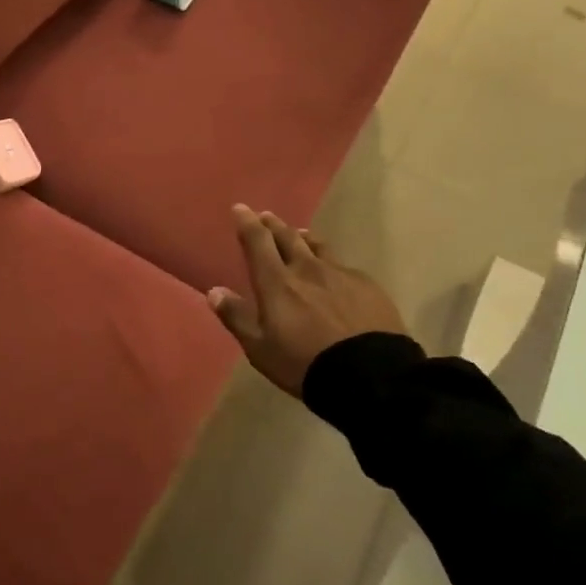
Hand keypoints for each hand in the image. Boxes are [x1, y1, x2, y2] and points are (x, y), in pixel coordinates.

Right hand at [208, 205, 407, 395]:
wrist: (371, 376)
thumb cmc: (305, 363)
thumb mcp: (260, 348)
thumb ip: (236, 317)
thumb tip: (214, 292)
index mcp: (277, 282)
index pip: (258, 242)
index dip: (247, 223)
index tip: (240, 208)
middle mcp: (307, 269)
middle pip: (288, 237)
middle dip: (274, 225)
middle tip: (266, 217)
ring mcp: (341, 275)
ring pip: (318, 247)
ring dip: (303, 238)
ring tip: (299, 234)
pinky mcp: (368, 286)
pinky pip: (343, 266)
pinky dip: (330, 263)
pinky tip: (334, 272)